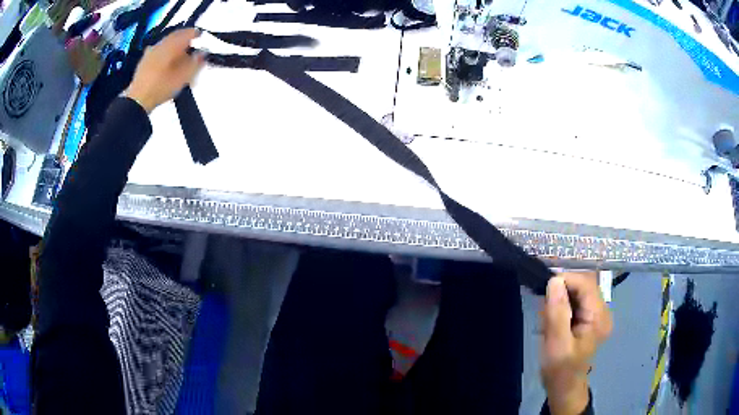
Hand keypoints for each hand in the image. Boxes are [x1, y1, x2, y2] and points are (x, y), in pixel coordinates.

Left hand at [124, 28, 205, 112]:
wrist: (137, 100)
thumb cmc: (162, 87)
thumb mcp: (184, 76)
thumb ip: (196, 62)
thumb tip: (203, 53)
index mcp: (172, 43)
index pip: (189, 32)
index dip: (197, 35)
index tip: (202, 38)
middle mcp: (161, 43)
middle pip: (176, 36)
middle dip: (185, 39)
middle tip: (192, 46)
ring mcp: (151, 51)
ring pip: (167, 43)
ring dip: (175, 46)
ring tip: (180, 55)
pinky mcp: (143, 62)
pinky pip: (158, 51)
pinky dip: (165, 53)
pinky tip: (166, 61)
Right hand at [541, 272, 612, 414]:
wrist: (564, 389)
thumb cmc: (561, 370)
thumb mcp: (557, 344)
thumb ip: (557, 313)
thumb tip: (555, 281)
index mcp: (599, 317)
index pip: (586, 283)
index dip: (566, 280)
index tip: (544, 289)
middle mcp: (603, 311)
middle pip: (584, 285)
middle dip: (562, 291)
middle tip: (544, 308)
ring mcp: (597, 314)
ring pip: (579, 292)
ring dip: (561, 299)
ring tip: (547, 318)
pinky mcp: (590, 318)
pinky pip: (577, 301)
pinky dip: (563, 306)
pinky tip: (553, 321)